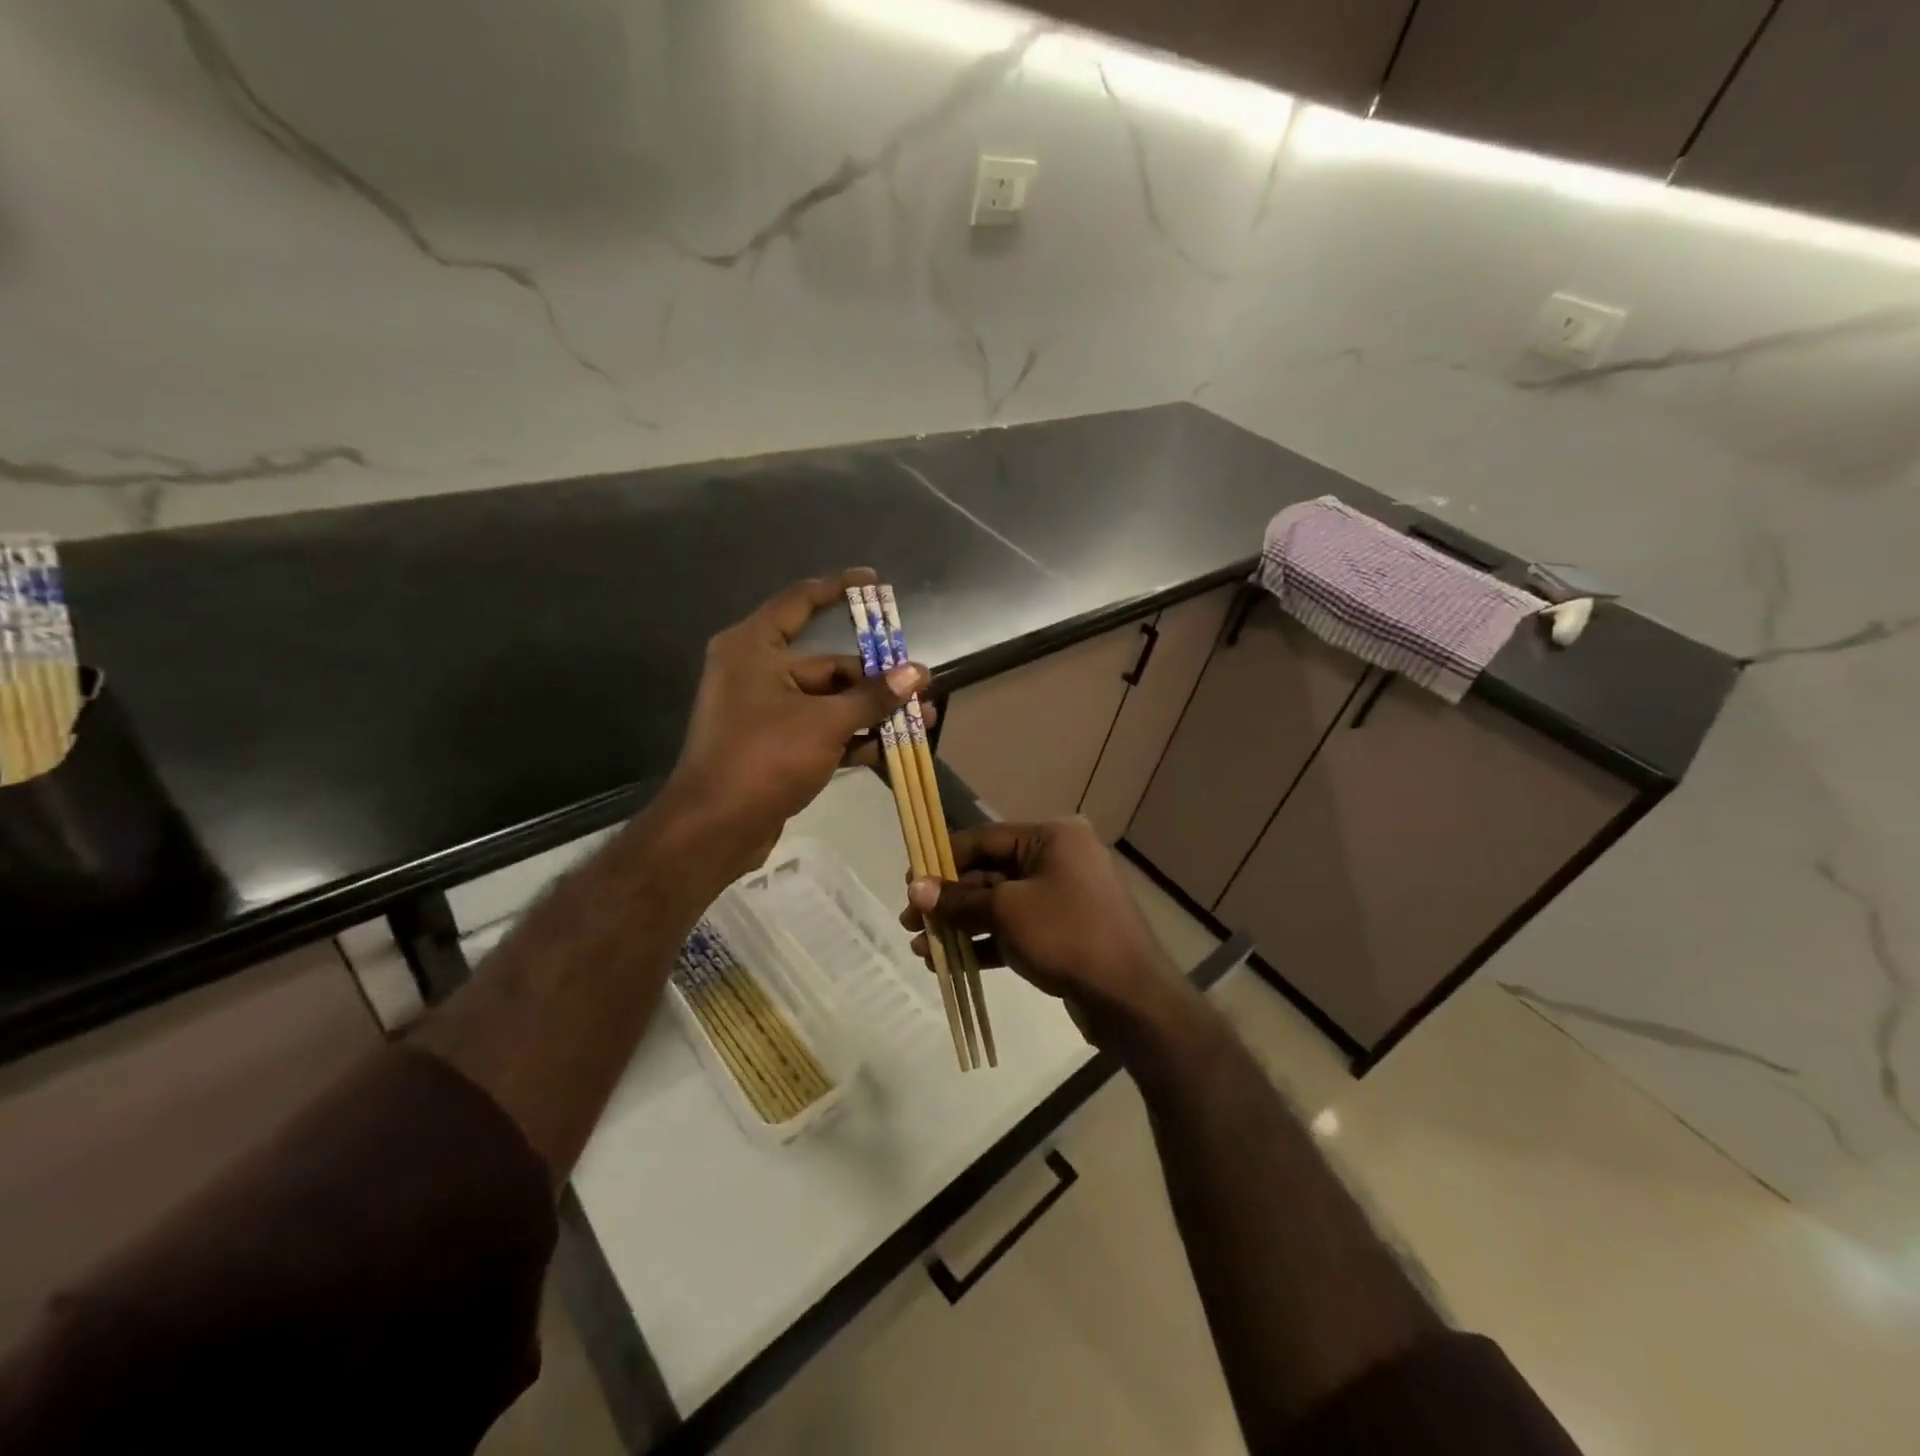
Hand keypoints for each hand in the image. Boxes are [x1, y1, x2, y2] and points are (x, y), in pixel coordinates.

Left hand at [666, 568, 925, 878]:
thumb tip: (918, 673)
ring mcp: (764, 711)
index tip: (875, 582)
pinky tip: (891, 749)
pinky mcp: (773, 746)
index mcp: (754, 648)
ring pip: (828, 702)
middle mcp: (756, 672)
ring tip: (921, 720)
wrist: (715, 828)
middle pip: (827, 665)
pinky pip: (820, 730)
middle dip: (876, 680)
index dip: (839, 589)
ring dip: (872, 712)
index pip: (800, 602)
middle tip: (921, 687)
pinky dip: (852, 738)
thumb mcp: (826, 722)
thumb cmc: (765, 757)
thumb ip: (874, 697)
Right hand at [901, 818, 1180, 1050]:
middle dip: (949, 900)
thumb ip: (959, 899)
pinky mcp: (1063, 932)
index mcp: (1051, 837)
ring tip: (921, 948)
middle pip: (990, 873)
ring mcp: (1063, 897)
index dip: (943, 859)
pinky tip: (949, 963)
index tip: (909, 881)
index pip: (984, 839)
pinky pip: (1016, 928)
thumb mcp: (1007, 912)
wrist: (1131, 997)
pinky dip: (985, 942)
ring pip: (1000, 905)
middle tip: (910, 921)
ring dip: (961, 925)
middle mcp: (1058, 859)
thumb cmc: (1068, 935)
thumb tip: (915, 889)